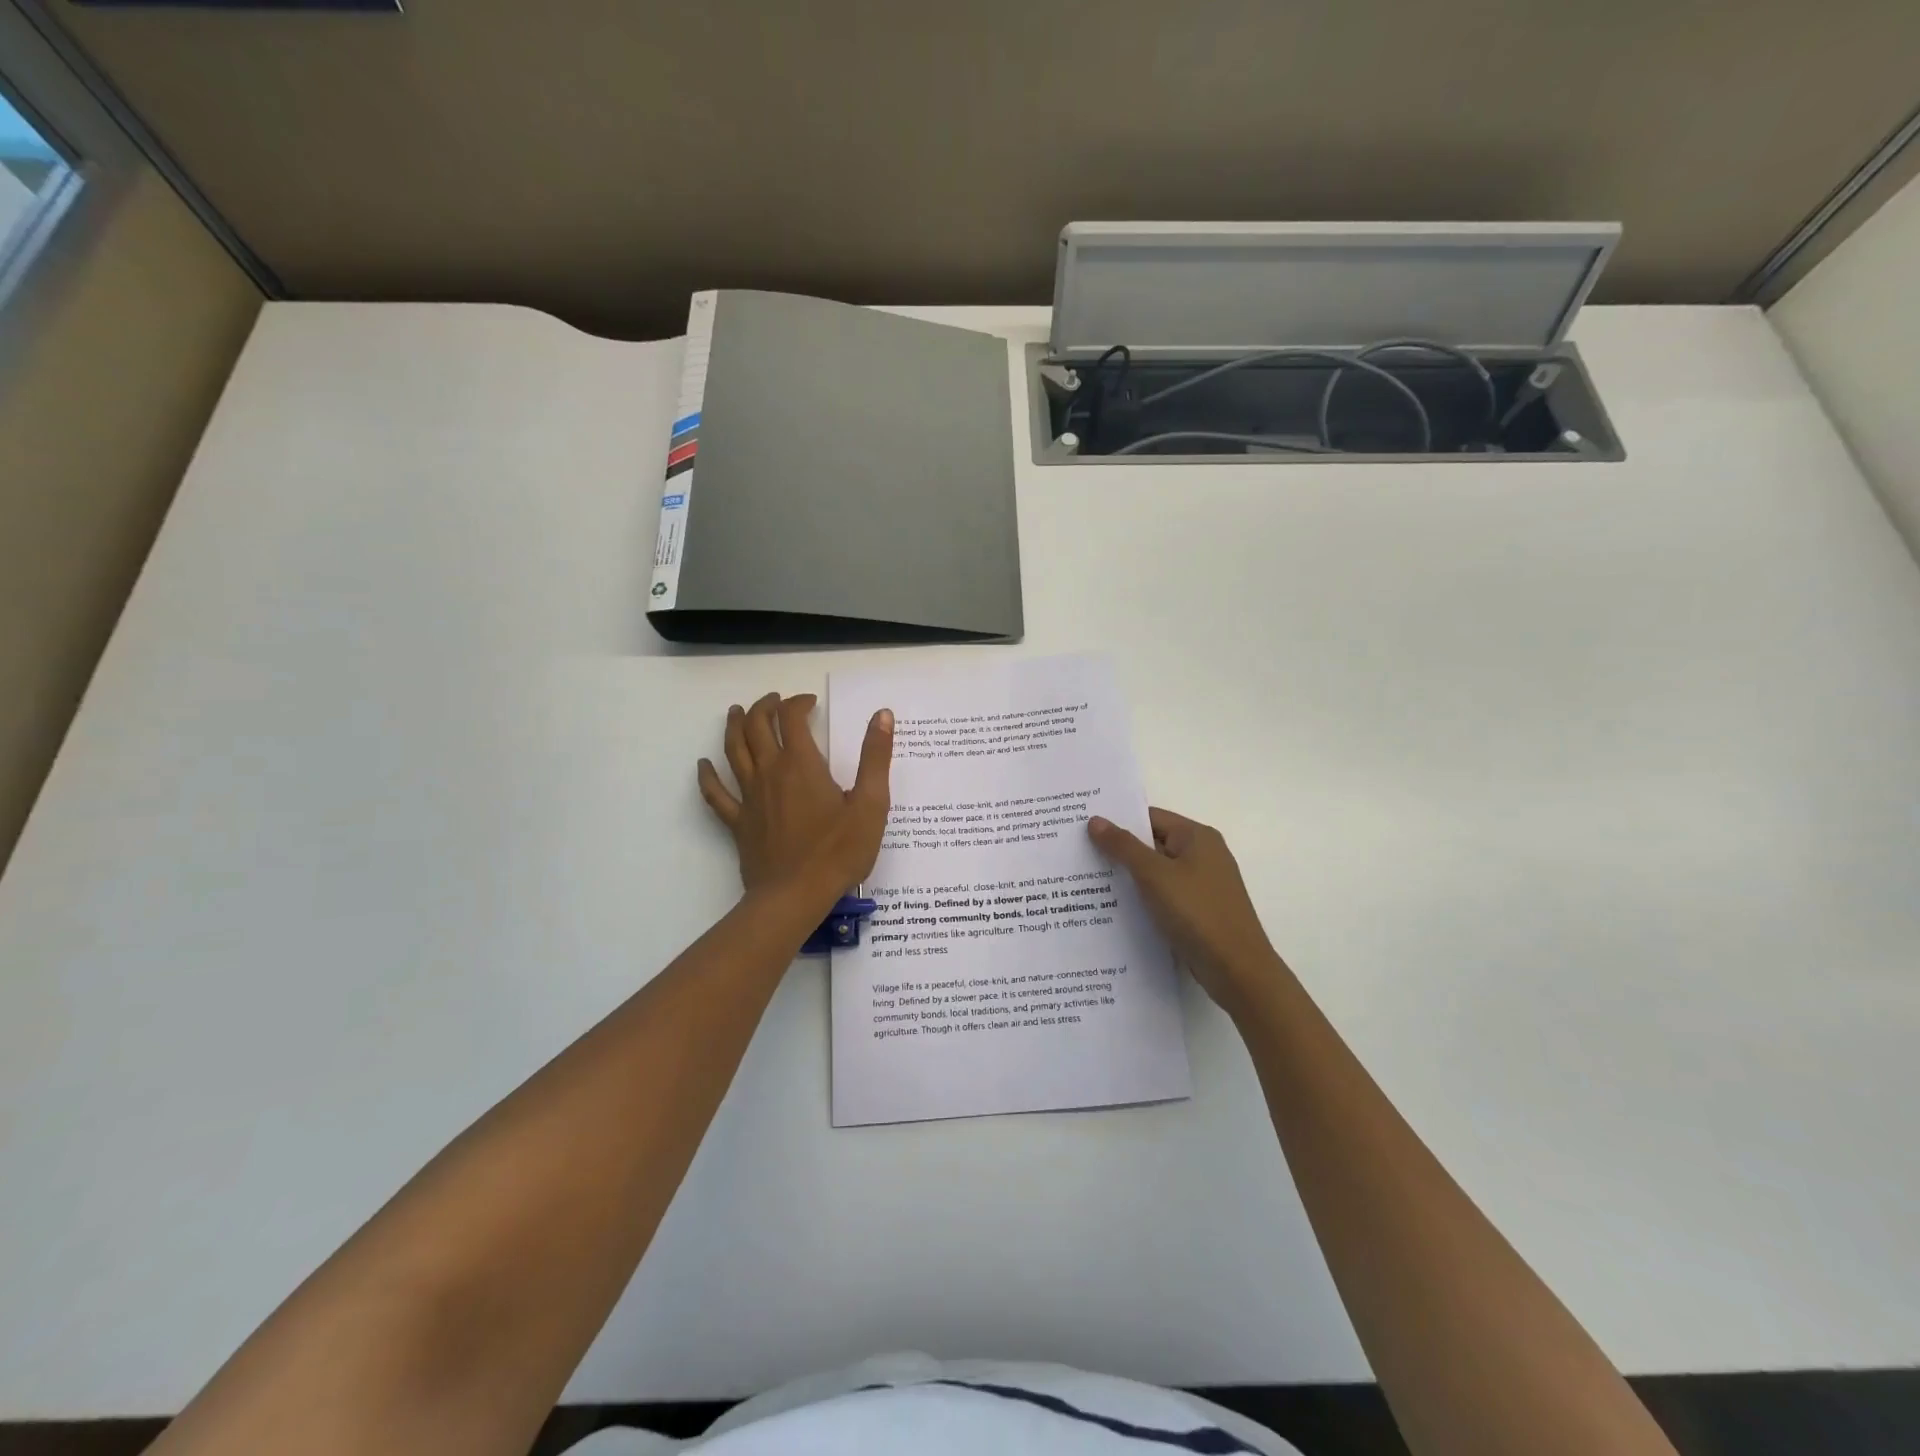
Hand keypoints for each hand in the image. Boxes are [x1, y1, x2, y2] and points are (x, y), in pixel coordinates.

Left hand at [697, 692, 893, 904]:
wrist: (795, 895)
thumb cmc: (838, 851)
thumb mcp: (870, 804)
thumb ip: (875, 758)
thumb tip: (882, 715)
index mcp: (802, 765)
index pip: (792, 719)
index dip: (799, 703)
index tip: (810, 702)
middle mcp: (770, 772)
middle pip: (756, 727)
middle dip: (764, 707)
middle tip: (774, 700)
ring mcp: (749, 797)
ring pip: (733, 751)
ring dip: (733, 726)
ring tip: (735, 712)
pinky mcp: (738, 822)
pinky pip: (716, 794)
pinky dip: (708, 776)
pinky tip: (703, 765)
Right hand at [1088, 807, 1282, 1013]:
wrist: (1237, 970)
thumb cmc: (1197, 913)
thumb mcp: (1154, 875)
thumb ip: (1123, 846)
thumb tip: (1095, 820)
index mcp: (1197, 837)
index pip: (1150, 818)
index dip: (1117, 822)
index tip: (1083, 829)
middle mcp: (1203, 855)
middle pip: (1152, 844)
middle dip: (1118, 851)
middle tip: (1078, 854)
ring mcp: (1202, 885)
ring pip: (1156, 873)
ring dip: (1128, 878)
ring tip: (1087, 882)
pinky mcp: (1198, 912)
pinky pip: (1163, 896)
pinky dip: (1142, 899)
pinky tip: (1114, 908)